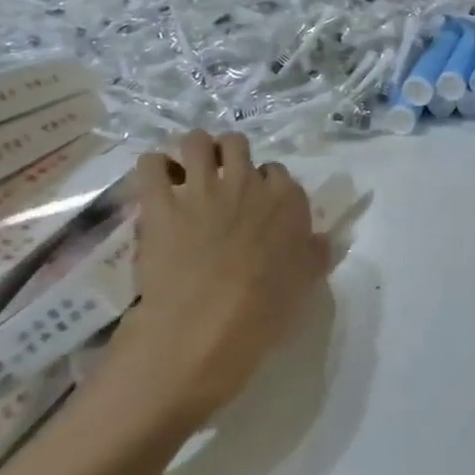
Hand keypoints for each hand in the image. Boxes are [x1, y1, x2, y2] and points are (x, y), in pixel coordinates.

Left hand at [99, 130, 331, 435]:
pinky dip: (152, 169)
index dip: (264, 186)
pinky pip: (150, 165)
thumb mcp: (304, 284)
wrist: (202, 333)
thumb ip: (314, 255)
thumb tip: (323, 240)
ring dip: (191, 153)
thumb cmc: (261, 314)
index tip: (255, 205)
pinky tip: (155, 186)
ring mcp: (203, 189)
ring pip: (196, 141)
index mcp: (286, 201)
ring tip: (184, 174)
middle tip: (219, 182)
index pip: (278, 173)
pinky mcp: (161, 204)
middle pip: (238, 144)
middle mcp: (248, 183)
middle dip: (229, 156)